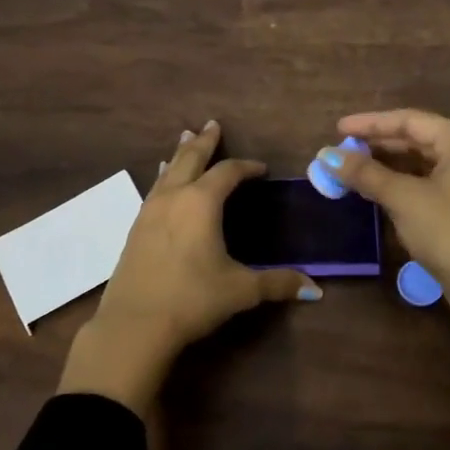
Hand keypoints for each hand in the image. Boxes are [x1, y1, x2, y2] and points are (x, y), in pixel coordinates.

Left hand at [58, 121, 318, 413]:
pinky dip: (164, 178)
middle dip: (204, 142)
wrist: (134, 324)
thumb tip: (315, 289)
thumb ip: (277, 283)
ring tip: (185, 139)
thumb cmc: (192, 299)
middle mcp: (173, 198)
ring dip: (180, 155)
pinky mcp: (134, 230)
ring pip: (167, 172)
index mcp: (201, 203)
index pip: (228, 173)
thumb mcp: (240, 290)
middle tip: (212, 125)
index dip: (246, 167)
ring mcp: (149, 212)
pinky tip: (162, 183)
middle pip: (190, 159)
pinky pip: (154, 191)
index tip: (261, 169)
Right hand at [315, 109, 449, 312]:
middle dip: (377, 145)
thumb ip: (365, 173)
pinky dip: (402, 184)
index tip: (338, 128)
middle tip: (342, 150)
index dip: (370, 123)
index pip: (410, 120)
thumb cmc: (448, 230)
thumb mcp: (403, 198)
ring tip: (353, 168)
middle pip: (417, 139)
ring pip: (422, 163)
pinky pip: (429, 183)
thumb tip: (326, 156)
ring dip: (387, 166)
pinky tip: (377, 190)